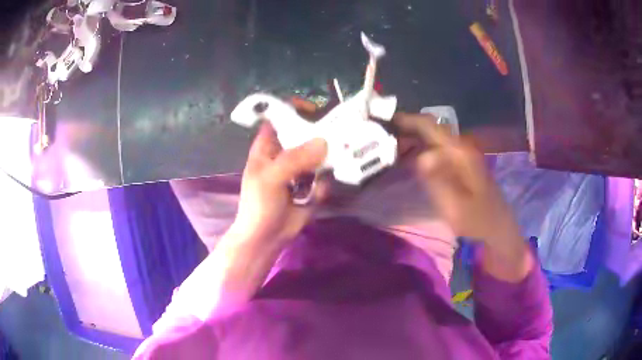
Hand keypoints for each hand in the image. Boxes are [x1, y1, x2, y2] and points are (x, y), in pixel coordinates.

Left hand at [229, 122, 327, 247]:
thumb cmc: (260, 205)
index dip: (294, 109)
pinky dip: (324, 183)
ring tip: (336, 162)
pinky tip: (315, 195)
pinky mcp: (311, 185)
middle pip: (305, 133)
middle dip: (321, 133)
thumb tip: (323, 142)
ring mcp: (300, 169)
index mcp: (268, 146)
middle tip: (338, 134)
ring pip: (318, 154)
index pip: (280, 117)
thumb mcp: (272, 178)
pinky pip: (324, 176)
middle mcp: (285, 153)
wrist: (267, 238)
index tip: (316, 110)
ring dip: (328, 158)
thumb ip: (295, 159)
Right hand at [394, 113, 531, 281]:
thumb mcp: (456, 206)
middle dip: (403, 129)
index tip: (382, 123)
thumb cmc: (477, 218)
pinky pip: (434, 148)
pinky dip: (417, 149)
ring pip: (430, 137)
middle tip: (379, 138)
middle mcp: (459, 146)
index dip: (405, 120)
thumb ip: (438, 181)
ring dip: (409, 139)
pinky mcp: (458, 162)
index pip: (429, 125)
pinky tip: (405, 159)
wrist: (497, 223)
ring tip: (387, 149)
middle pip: (428, 128)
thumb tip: (420, 157)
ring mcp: (460, 153)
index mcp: (459, 152)